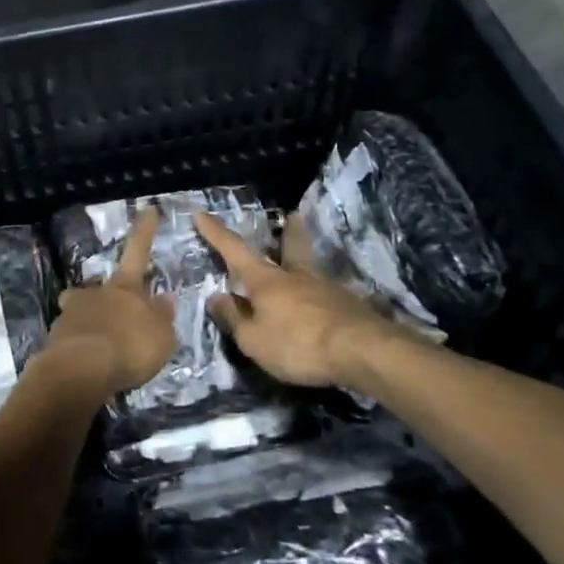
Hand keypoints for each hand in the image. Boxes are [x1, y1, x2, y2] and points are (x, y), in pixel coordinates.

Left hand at [44, 209, 175, 396]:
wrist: (80, 371)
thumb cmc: (128, 347)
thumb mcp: (161, 336)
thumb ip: (162, 317)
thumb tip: (164, 298)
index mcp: (124, 288)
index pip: (138, 251)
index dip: (145, 230)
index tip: (148, 208)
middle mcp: (95, 293)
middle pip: (102, 289)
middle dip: (108, 300)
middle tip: (119, 323)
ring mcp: (70, 314)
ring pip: (81, 312)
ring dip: (91, 324)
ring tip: (101, 351)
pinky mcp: (54, 340)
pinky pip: (71, 339)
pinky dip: (79, 348)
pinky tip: (87, 367)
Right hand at [193, 210, 390, 388]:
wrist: (361, 351)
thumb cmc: (298, 344)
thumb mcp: (254, 340)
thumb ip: (234, 318)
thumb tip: (216, 297)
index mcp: (266, 280)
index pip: (234, 250)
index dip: (215, 233)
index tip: (201, 212)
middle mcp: (295, 276)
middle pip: (290, 246)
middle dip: (287, 232)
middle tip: (292, 216)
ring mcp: (326, 288)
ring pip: (312, 268)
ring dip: (306, 261)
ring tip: (305, 264)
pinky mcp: (349, 306)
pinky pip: (329, 294)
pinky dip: (322, 294)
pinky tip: (326, 303)